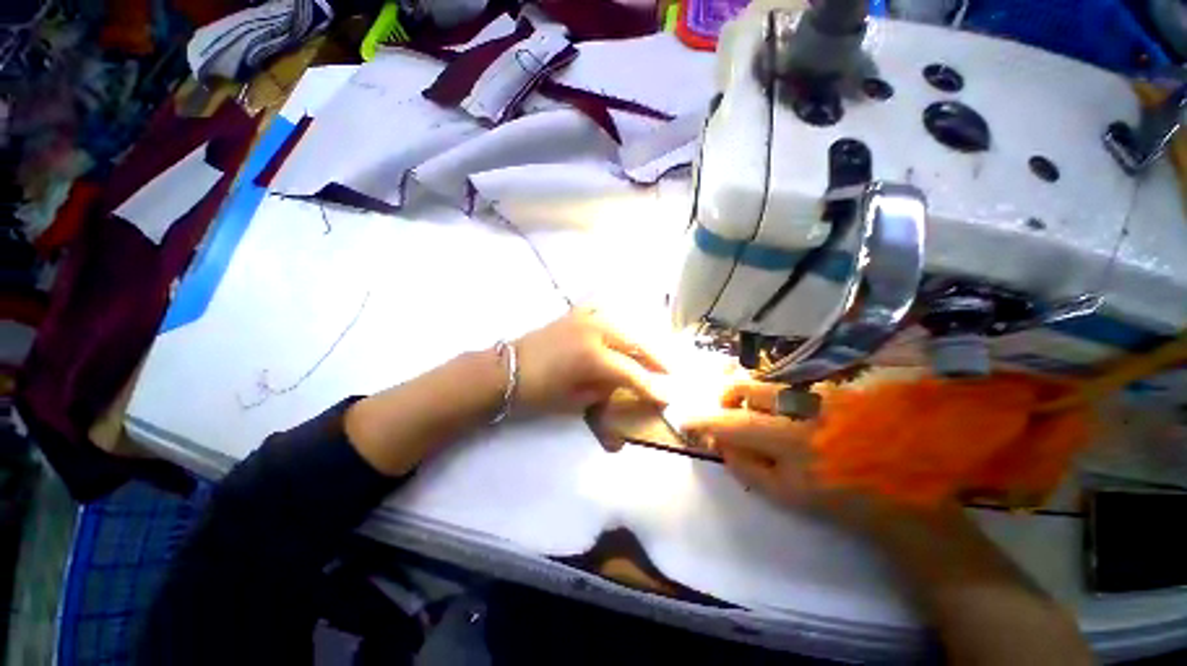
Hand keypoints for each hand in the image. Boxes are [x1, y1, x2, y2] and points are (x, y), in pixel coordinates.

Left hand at [512, 308, 670, 413]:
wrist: (507, 369)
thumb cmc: (538, 391)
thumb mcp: (576, 399)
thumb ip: (605, 388)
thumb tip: (623, 384)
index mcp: (593, 357)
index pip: (632, 372)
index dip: (651, 385)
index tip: (668, 396)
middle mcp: (594, 331)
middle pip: (635, 342)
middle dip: (656, 358)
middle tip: (670, 371)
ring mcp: (585, 318)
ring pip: (625, 325)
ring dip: (642, 340)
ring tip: (653, 354)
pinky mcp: (576, 314)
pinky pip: (605, 313)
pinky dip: (619, 323)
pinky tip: (625, 332)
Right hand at [681, 381, 888, 528]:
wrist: (903, 496)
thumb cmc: (840, 501)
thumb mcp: (786, 496)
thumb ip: (745, 466)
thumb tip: (719, 439)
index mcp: (795, 442)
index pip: (735, 422)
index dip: (705, 418)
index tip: (685, 417)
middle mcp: (808, 409)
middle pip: (749, 386)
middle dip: (726, 396)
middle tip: (722, 410)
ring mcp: (825, 395)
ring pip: (768, 381)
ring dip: (748, 392)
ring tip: (750, 410)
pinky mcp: (837, 390)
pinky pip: (789, 382)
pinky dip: (772, 391)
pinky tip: (778, 407)